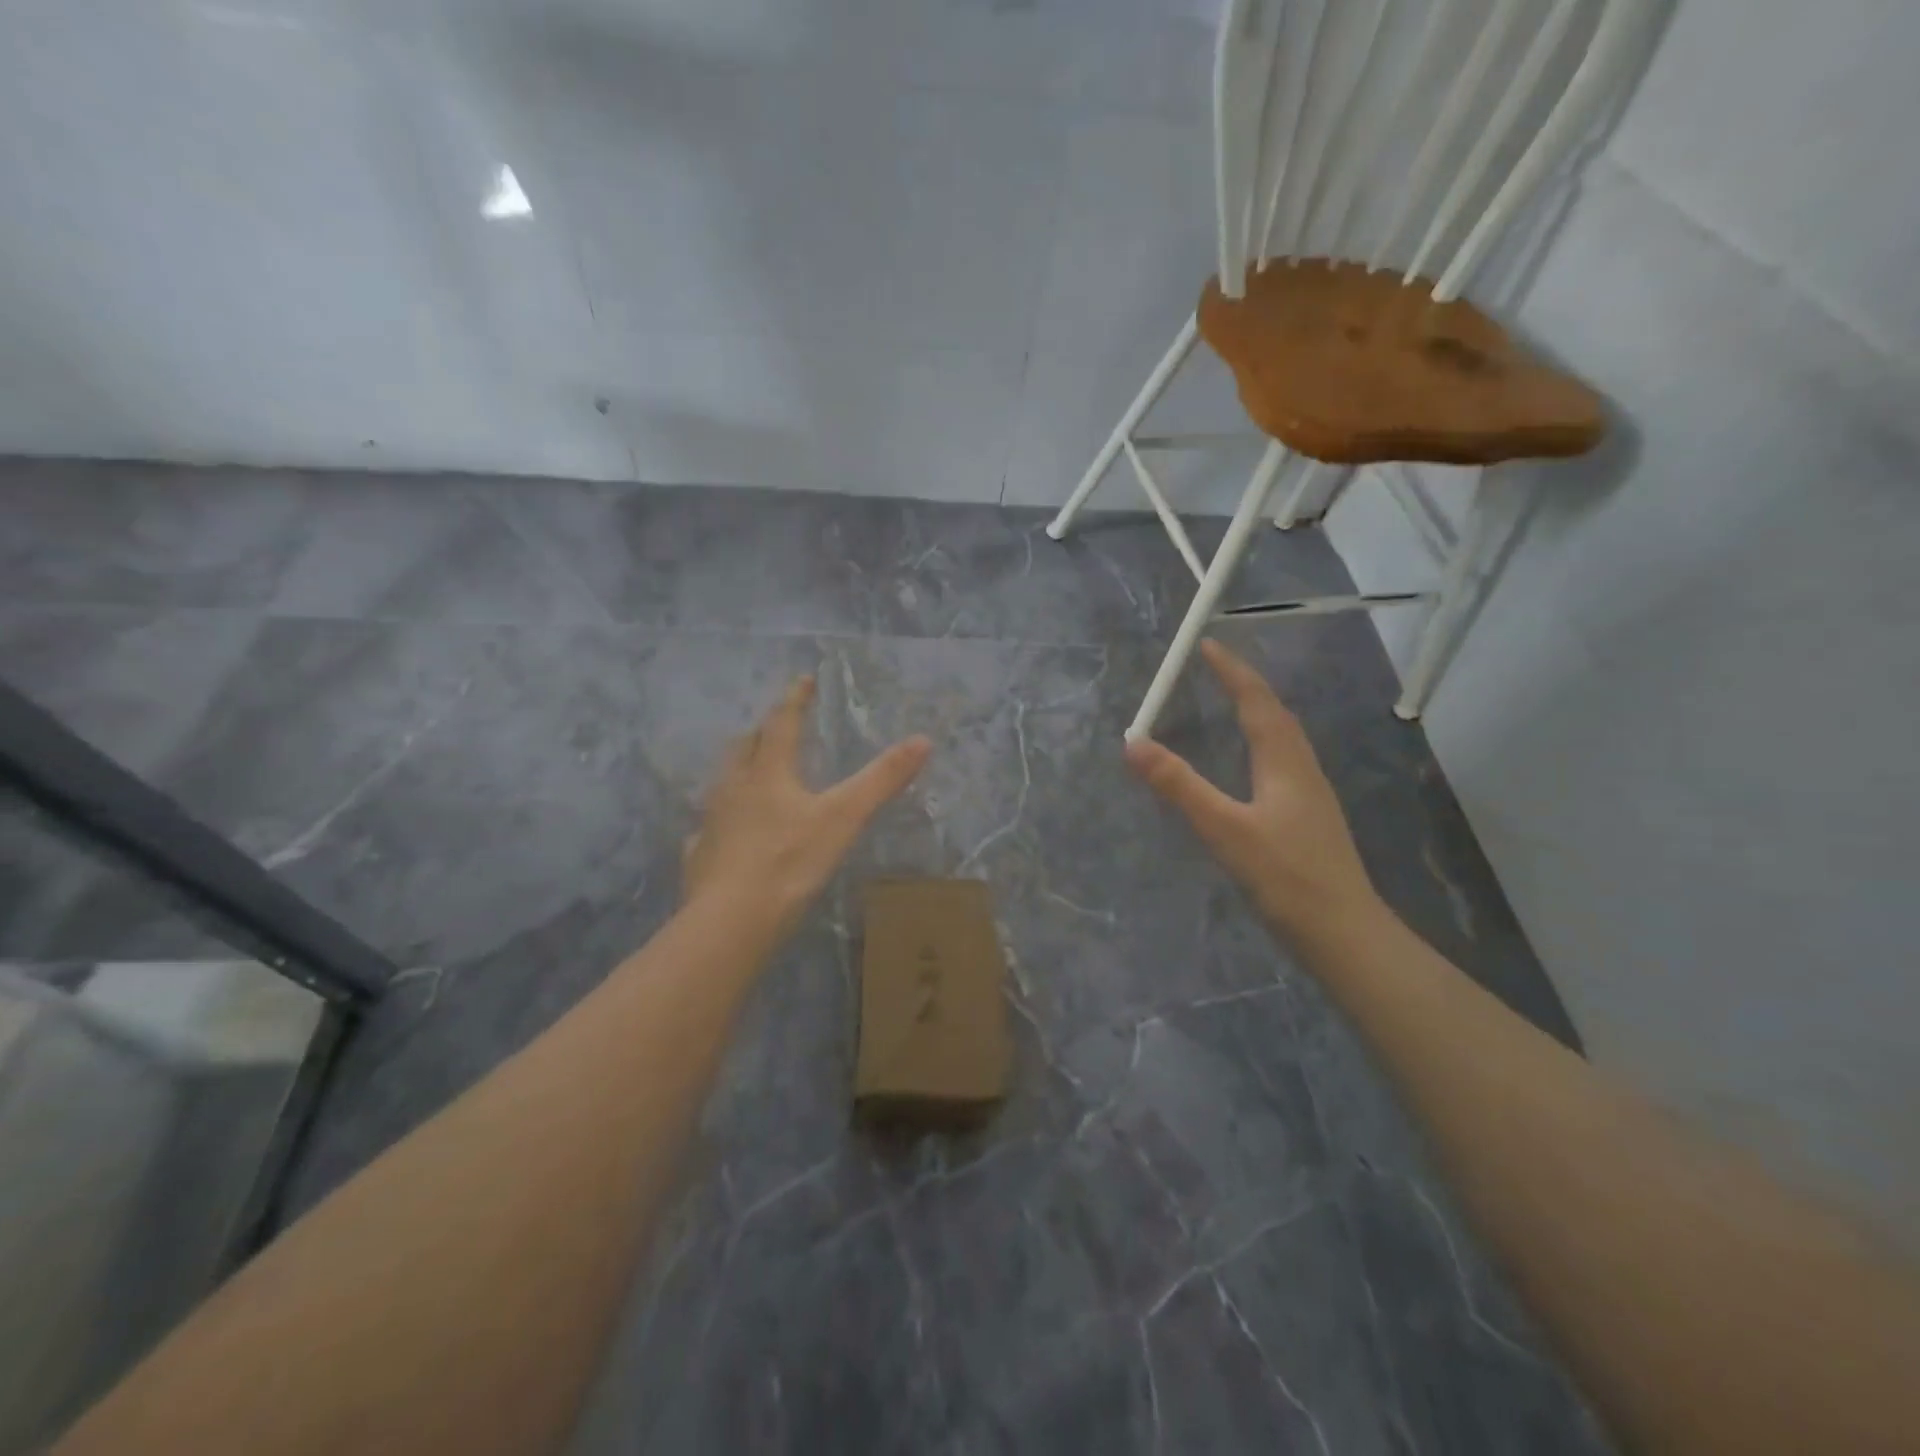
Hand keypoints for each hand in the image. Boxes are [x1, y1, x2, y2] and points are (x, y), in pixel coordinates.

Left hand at [684, 675, 931, 938]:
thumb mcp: (844, 818)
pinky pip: (711, 824)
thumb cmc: (790, 863)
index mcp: (767, 773)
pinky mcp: (701, 853)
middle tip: (777, 724)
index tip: (803, 679)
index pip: (781, 723)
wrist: (731, 921)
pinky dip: (725, 815)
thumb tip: (923, 740)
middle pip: (745, 747)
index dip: (795, 699)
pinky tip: (731, 831)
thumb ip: (881, 780)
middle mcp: (733, 788)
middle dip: (763, 730)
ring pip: (725, 781)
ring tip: (755, 770)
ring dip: (742, 767)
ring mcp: (712, 821)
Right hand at [1125, 640, 1380, 941]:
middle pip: (1276, 714)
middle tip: (1216, 669)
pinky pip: (1283, 761)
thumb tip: (1133, 743)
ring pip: (1284, 738)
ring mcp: (1311, 796)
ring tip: (1233, 703)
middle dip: (1246, 685)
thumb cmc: (1285, 877)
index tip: (1207, 645)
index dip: (1232, 671)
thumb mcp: (1224, 829)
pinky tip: (1253, 764)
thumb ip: (1179, 786)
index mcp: (1284, 762)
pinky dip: (1263, 743)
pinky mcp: (1309, 819)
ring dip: (1259, 712)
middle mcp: (1302, 769)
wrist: (1344, 933)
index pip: (1256, 701)